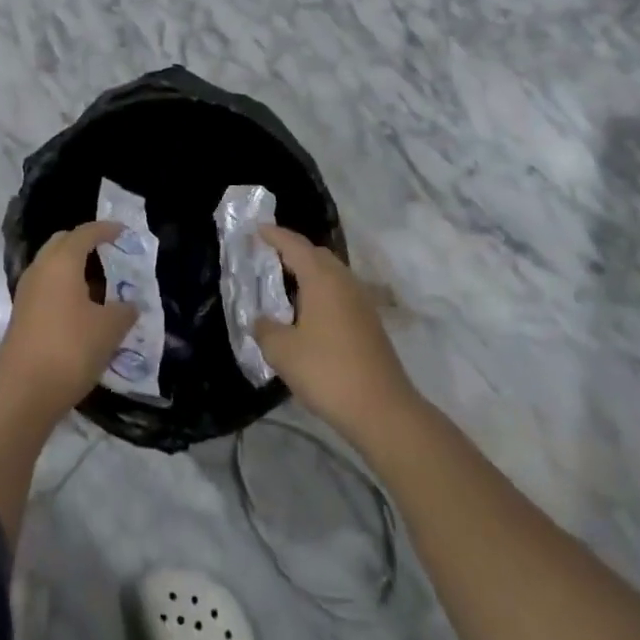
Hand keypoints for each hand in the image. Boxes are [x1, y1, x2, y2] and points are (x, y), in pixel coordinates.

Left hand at [0, 221, 137, 420]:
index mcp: (61, 263)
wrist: (23, 393)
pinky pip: (47, 287)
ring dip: (75, 267)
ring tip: (102, 284)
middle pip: (63, 243)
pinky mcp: (22, 315)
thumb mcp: (109, 329)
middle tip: (111, 253)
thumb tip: (130, 304)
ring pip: (52, 266)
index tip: (124, 232)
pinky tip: (84, 308)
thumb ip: (124, 310)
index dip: (106, 229)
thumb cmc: (70, 350)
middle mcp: (40, 270)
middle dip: (86, 243)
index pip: (85, 233)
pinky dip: (66, 287)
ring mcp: (27, 292)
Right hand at [255, 225, 416, 442]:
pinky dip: (320, 291)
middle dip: (293, 250)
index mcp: (322, 279)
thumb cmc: (327, 372)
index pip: (295, 246)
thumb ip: (266, 329)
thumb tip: (262, 321)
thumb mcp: (282, 351)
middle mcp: (344, 282)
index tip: (257, 229)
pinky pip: (340, 293)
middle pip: (317, 255)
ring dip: (309, 272)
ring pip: (331, 274)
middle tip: (268, 255)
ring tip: (285, 283)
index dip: (275, 235)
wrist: (382, 409)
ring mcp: (361, 302)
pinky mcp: (369, 323)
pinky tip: (307, 312)